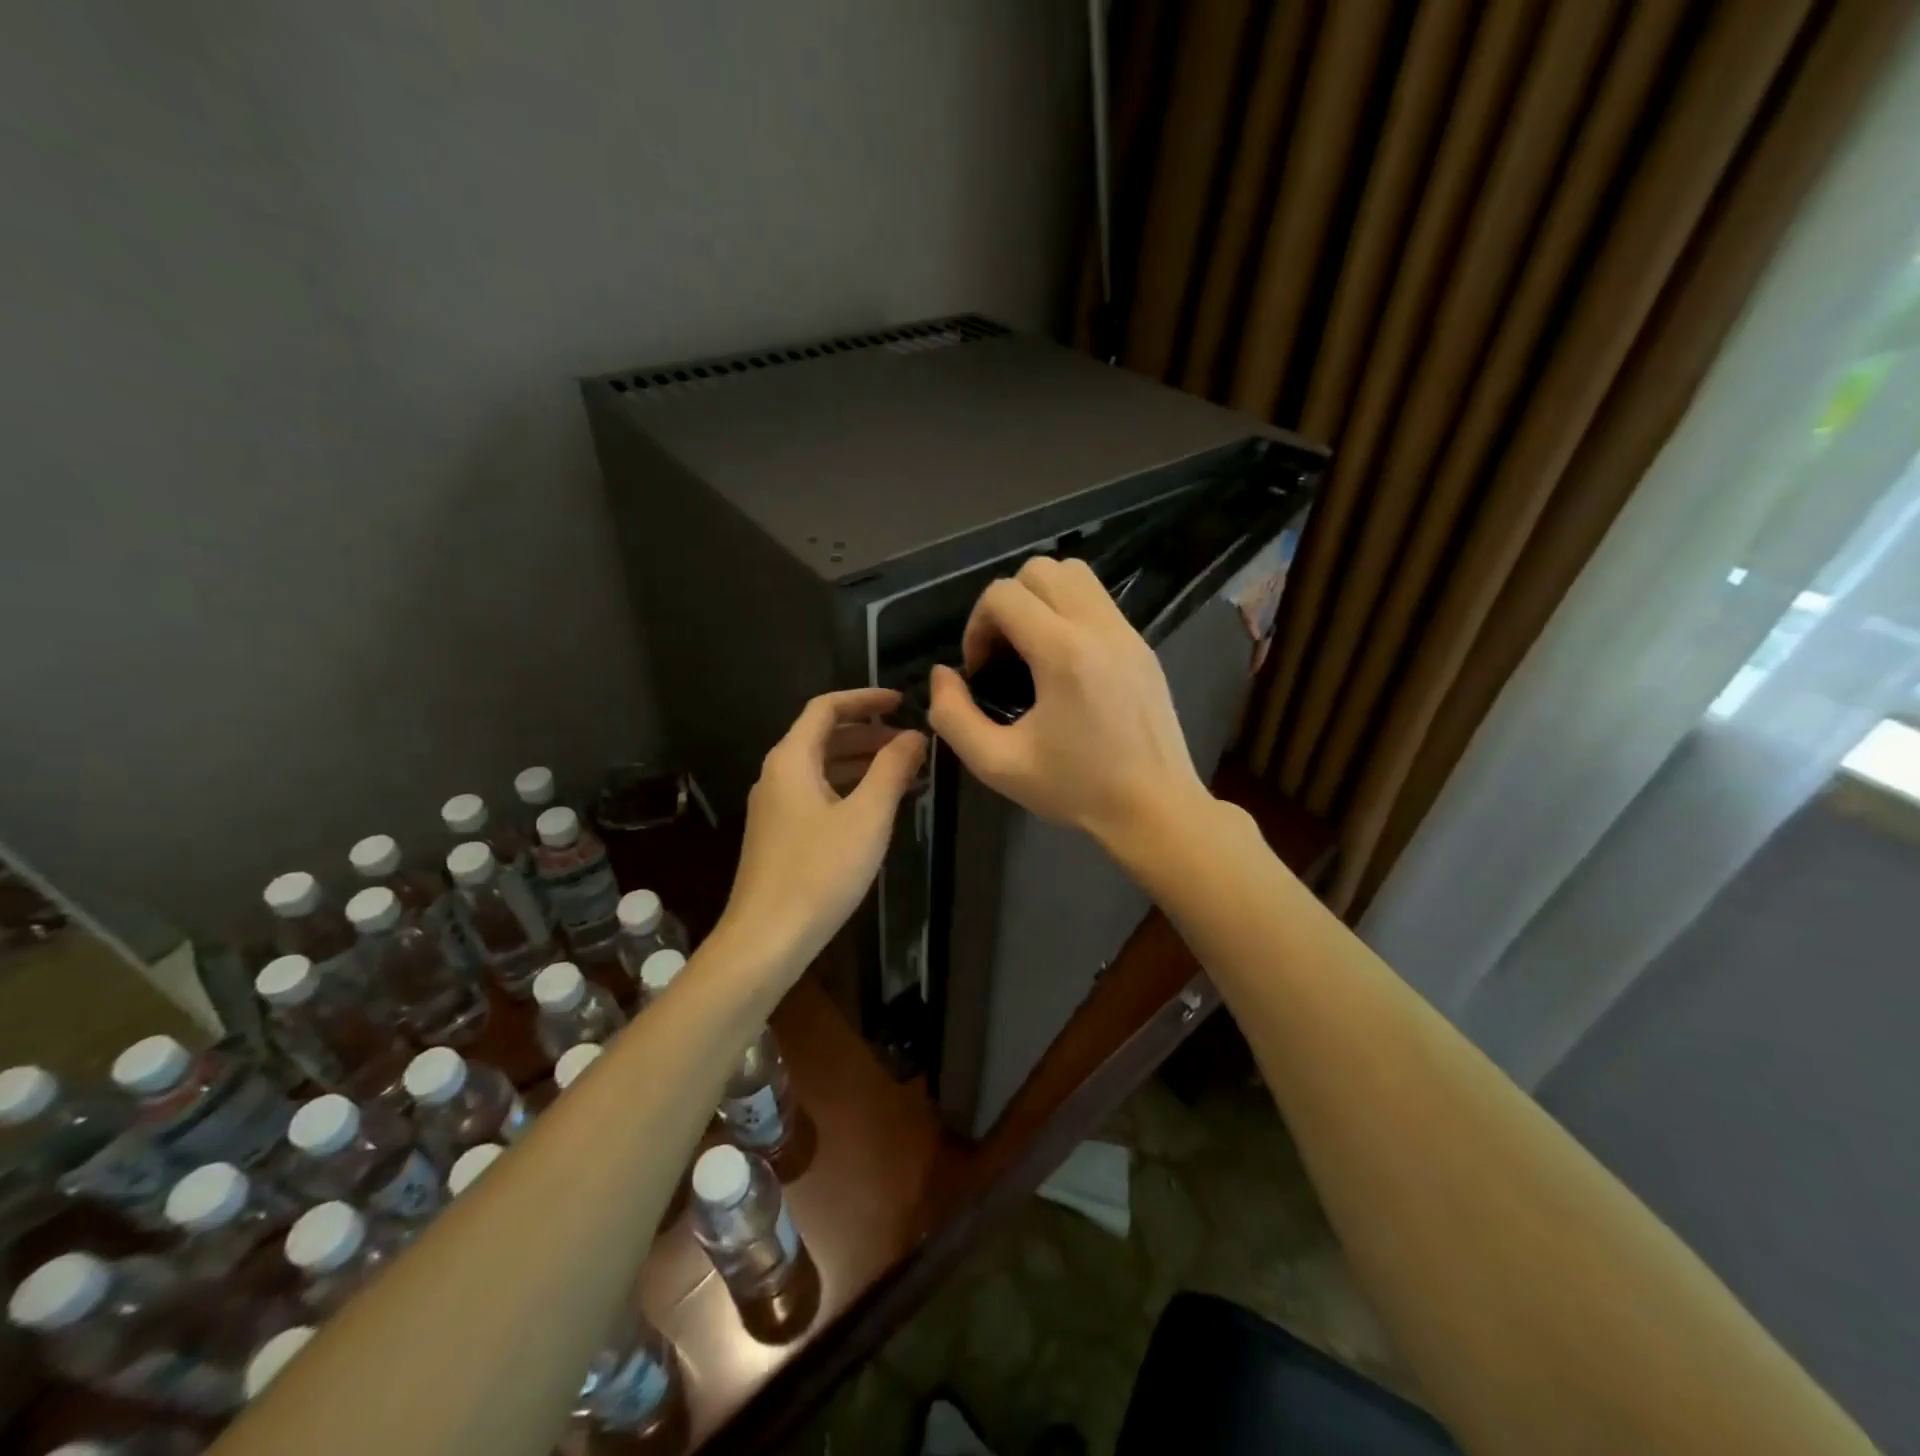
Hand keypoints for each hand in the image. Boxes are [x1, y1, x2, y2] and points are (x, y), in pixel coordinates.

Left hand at [717, 687, 926, 981]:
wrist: (766, 939)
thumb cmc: (820, 872)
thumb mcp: (867, 816)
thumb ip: (892, 769)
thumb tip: (914, 736)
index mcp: (791, 760)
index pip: (826, 708)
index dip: (865, 699)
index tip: (902, 701)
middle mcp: (776, 775)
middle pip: (822, 736)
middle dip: (867, 733)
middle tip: (910, 741)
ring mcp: (774, 807)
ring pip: (820, 767)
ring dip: (860, 762)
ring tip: (902, 771)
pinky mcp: (778, 835)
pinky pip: (816, 793)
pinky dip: (847, 788)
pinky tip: (874, 809)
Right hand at [927, 557, 1208, 848]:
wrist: (1155, 808)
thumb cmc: (1076, 789)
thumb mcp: (998, 764)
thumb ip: (953, 717)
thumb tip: (942, 675)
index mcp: (1063, 652)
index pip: (1004, 595)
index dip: (976, 626)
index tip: (980, 672)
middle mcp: (1098, 627)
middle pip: (1038, 571)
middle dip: (1006, 605)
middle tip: (1002, 654)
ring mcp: (1126, 632)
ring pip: (1073, 574)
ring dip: (1039, 599)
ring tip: (1030, 648)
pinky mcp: (1142, 644)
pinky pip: (1097, 600)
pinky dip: (1068, 612)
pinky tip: (1063, 662)